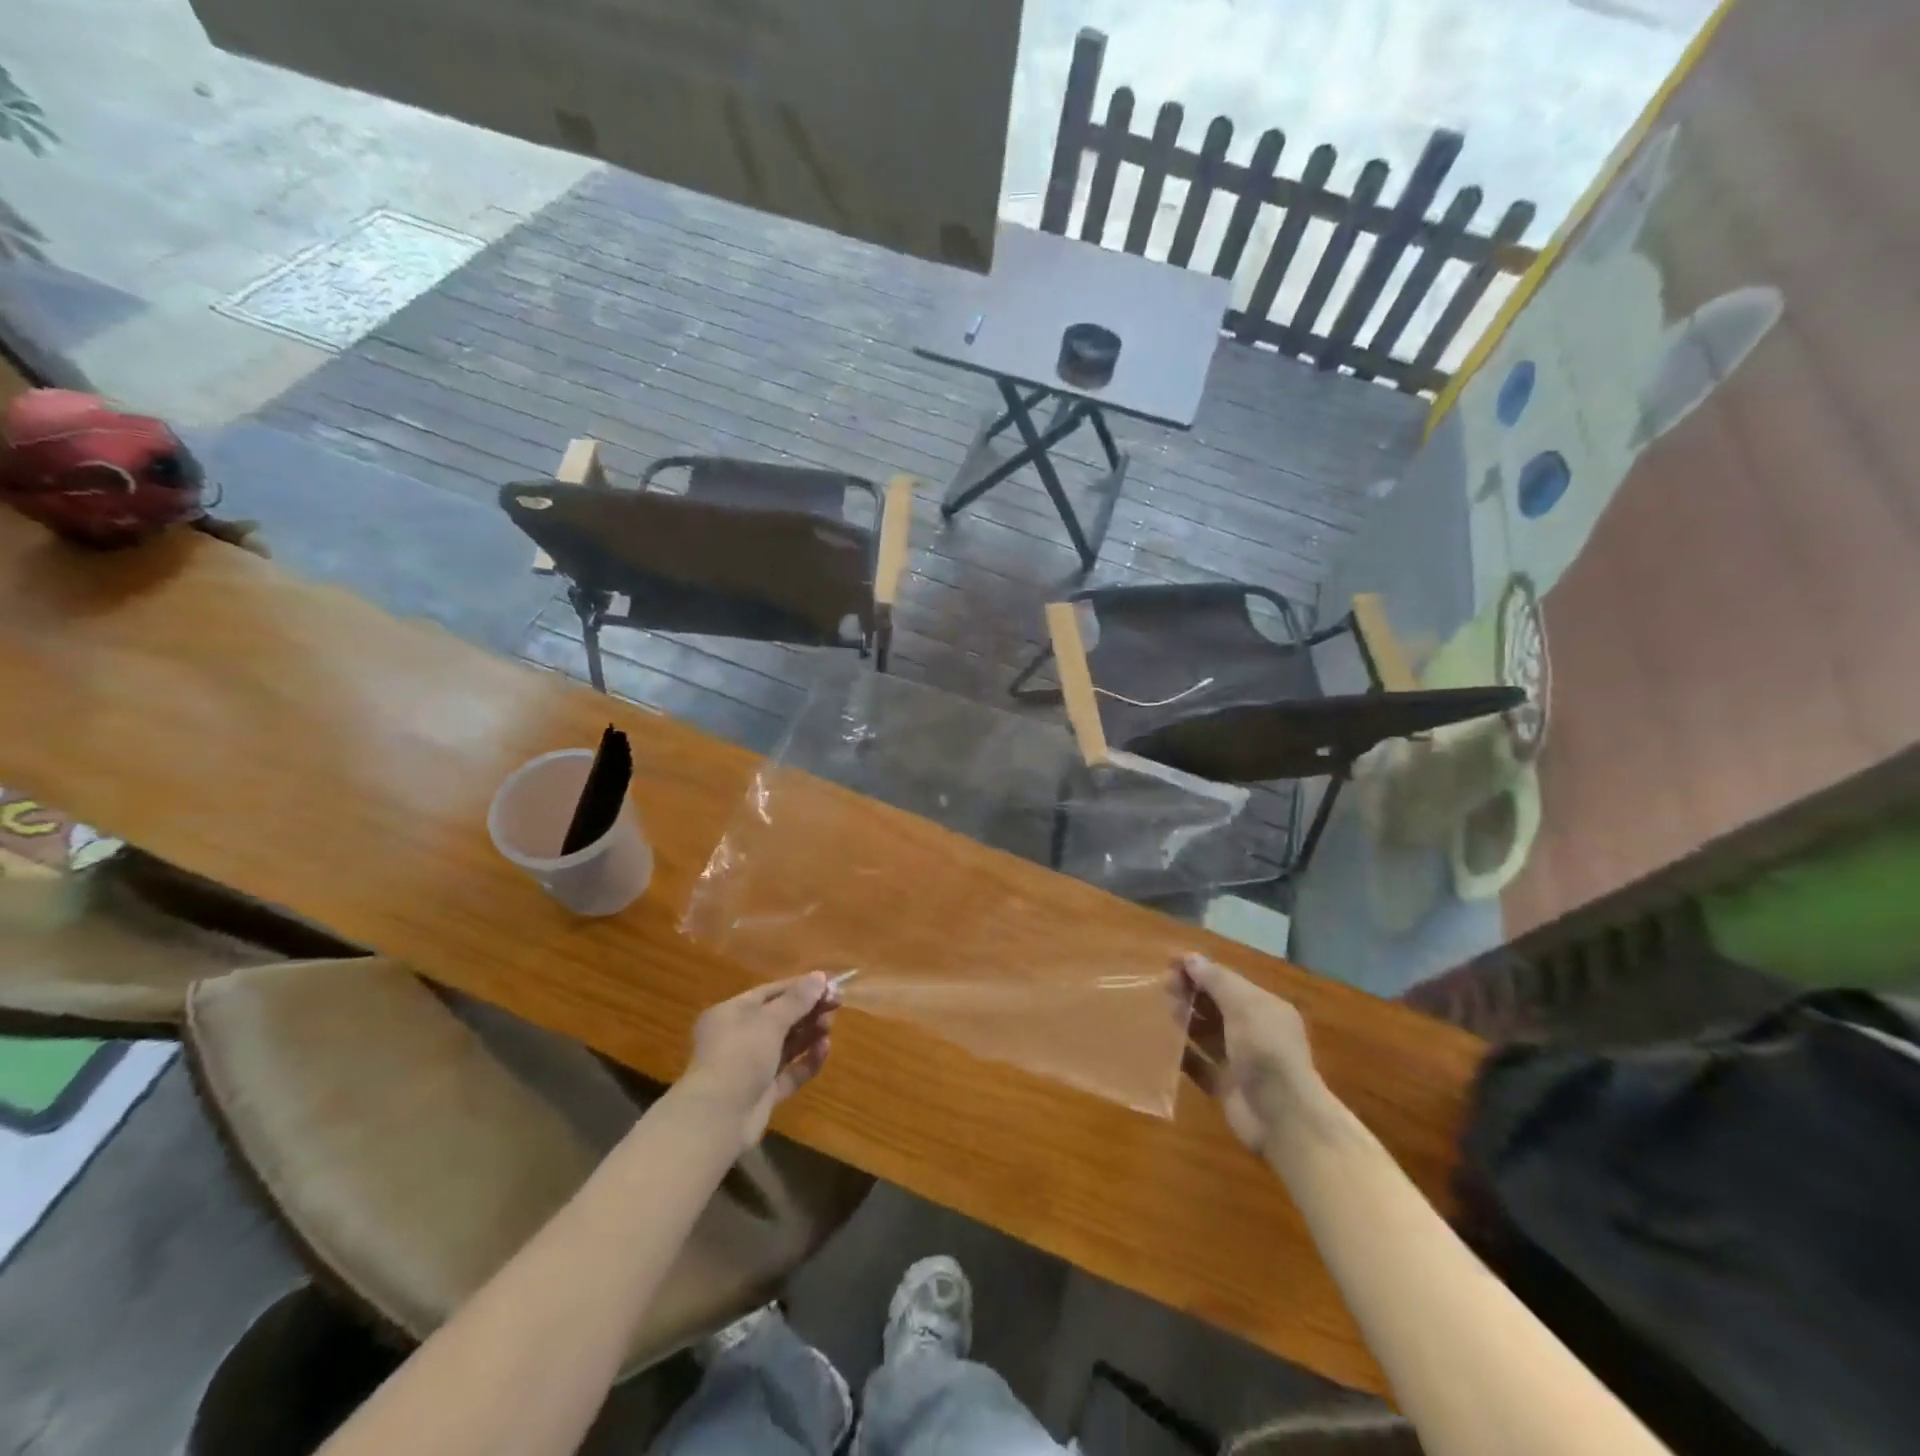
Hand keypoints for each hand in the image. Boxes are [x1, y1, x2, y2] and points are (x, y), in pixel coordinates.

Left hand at [680, 974, 839, 1150]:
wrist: (717, 1119)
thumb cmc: (739, 1056)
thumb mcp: (769, 1021)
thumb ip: (797, 999)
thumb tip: (820, 976)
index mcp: (731, 1013)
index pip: (770, 992)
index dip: (800, 987)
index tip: (829, 985)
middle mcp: (739, 1037)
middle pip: (780, 1018)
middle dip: (807, 1011)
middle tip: (836, 1005)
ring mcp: (751, 1067)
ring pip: (786, 1045)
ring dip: (809, 1033)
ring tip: (830, 1026)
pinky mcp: (763, 1092)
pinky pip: (790, 1072)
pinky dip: (807, 1060)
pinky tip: (824, 1049)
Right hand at [1171, 953, 1334, 1155]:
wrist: (1283, 1117)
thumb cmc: (1265, 1049)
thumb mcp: (1243, 1005)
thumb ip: (1216, 980)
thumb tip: (1190, 957)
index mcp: (1264, 1008)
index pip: (1227, 981)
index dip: (1199, 970)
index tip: (1169, 963)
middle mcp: (1253, 1031)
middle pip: (1215, 1005)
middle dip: (1190, 993)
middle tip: (1163, 988)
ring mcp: (1240, 1061)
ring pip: (1206, 1033)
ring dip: (1185, 1021)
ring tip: (1161, 1013)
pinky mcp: (1226, 1087)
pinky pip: (1199, 1065)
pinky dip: (1183, 1055)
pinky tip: (1163, 1046)